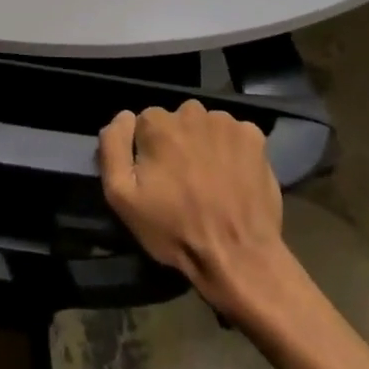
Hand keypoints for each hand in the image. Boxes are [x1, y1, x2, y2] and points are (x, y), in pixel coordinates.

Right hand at [99, 100, 293, 314]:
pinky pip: (235, 135)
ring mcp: (226, 122)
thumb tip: (123, 116)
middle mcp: (191, 111)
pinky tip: (234, 176)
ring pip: (206, 126)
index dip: (147, 151)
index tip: (156, 179)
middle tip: (184, 181)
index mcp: (156, 122)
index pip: (143, 124)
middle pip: (176, 121)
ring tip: (210, 181)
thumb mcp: (121, 196)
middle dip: (176, 144)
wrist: (239, 257)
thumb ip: (113, 146)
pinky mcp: (255, 137)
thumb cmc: (174, 228)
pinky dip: (233, 149)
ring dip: (204, 144)